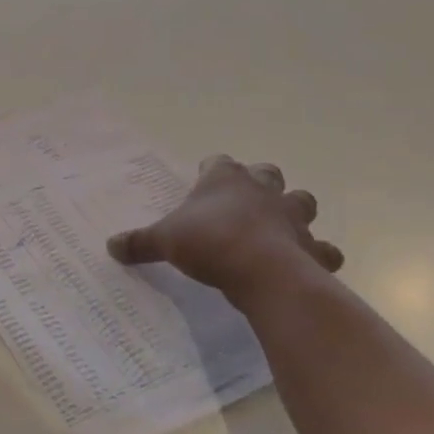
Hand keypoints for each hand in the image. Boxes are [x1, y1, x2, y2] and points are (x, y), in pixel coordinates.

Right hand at [107, 157, 343, 306]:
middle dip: (259, 184)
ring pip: (302, 201)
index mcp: (225, 179)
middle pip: (267, 173)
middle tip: (243, 204)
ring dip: (293, 212)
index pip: (218, 162)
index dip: (210, 172)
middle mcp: (262, 189)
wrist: (262, 271)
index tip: (202, 184)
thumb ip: (139, 242)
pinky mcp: (312, 247)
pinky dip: (317, 254)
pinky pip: (323, 248)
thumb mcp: (164, 241)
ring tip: (278, 229)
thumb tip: (110, 246)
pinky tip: (304, 264)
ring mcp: (292, 216)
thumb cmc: (209, 242)